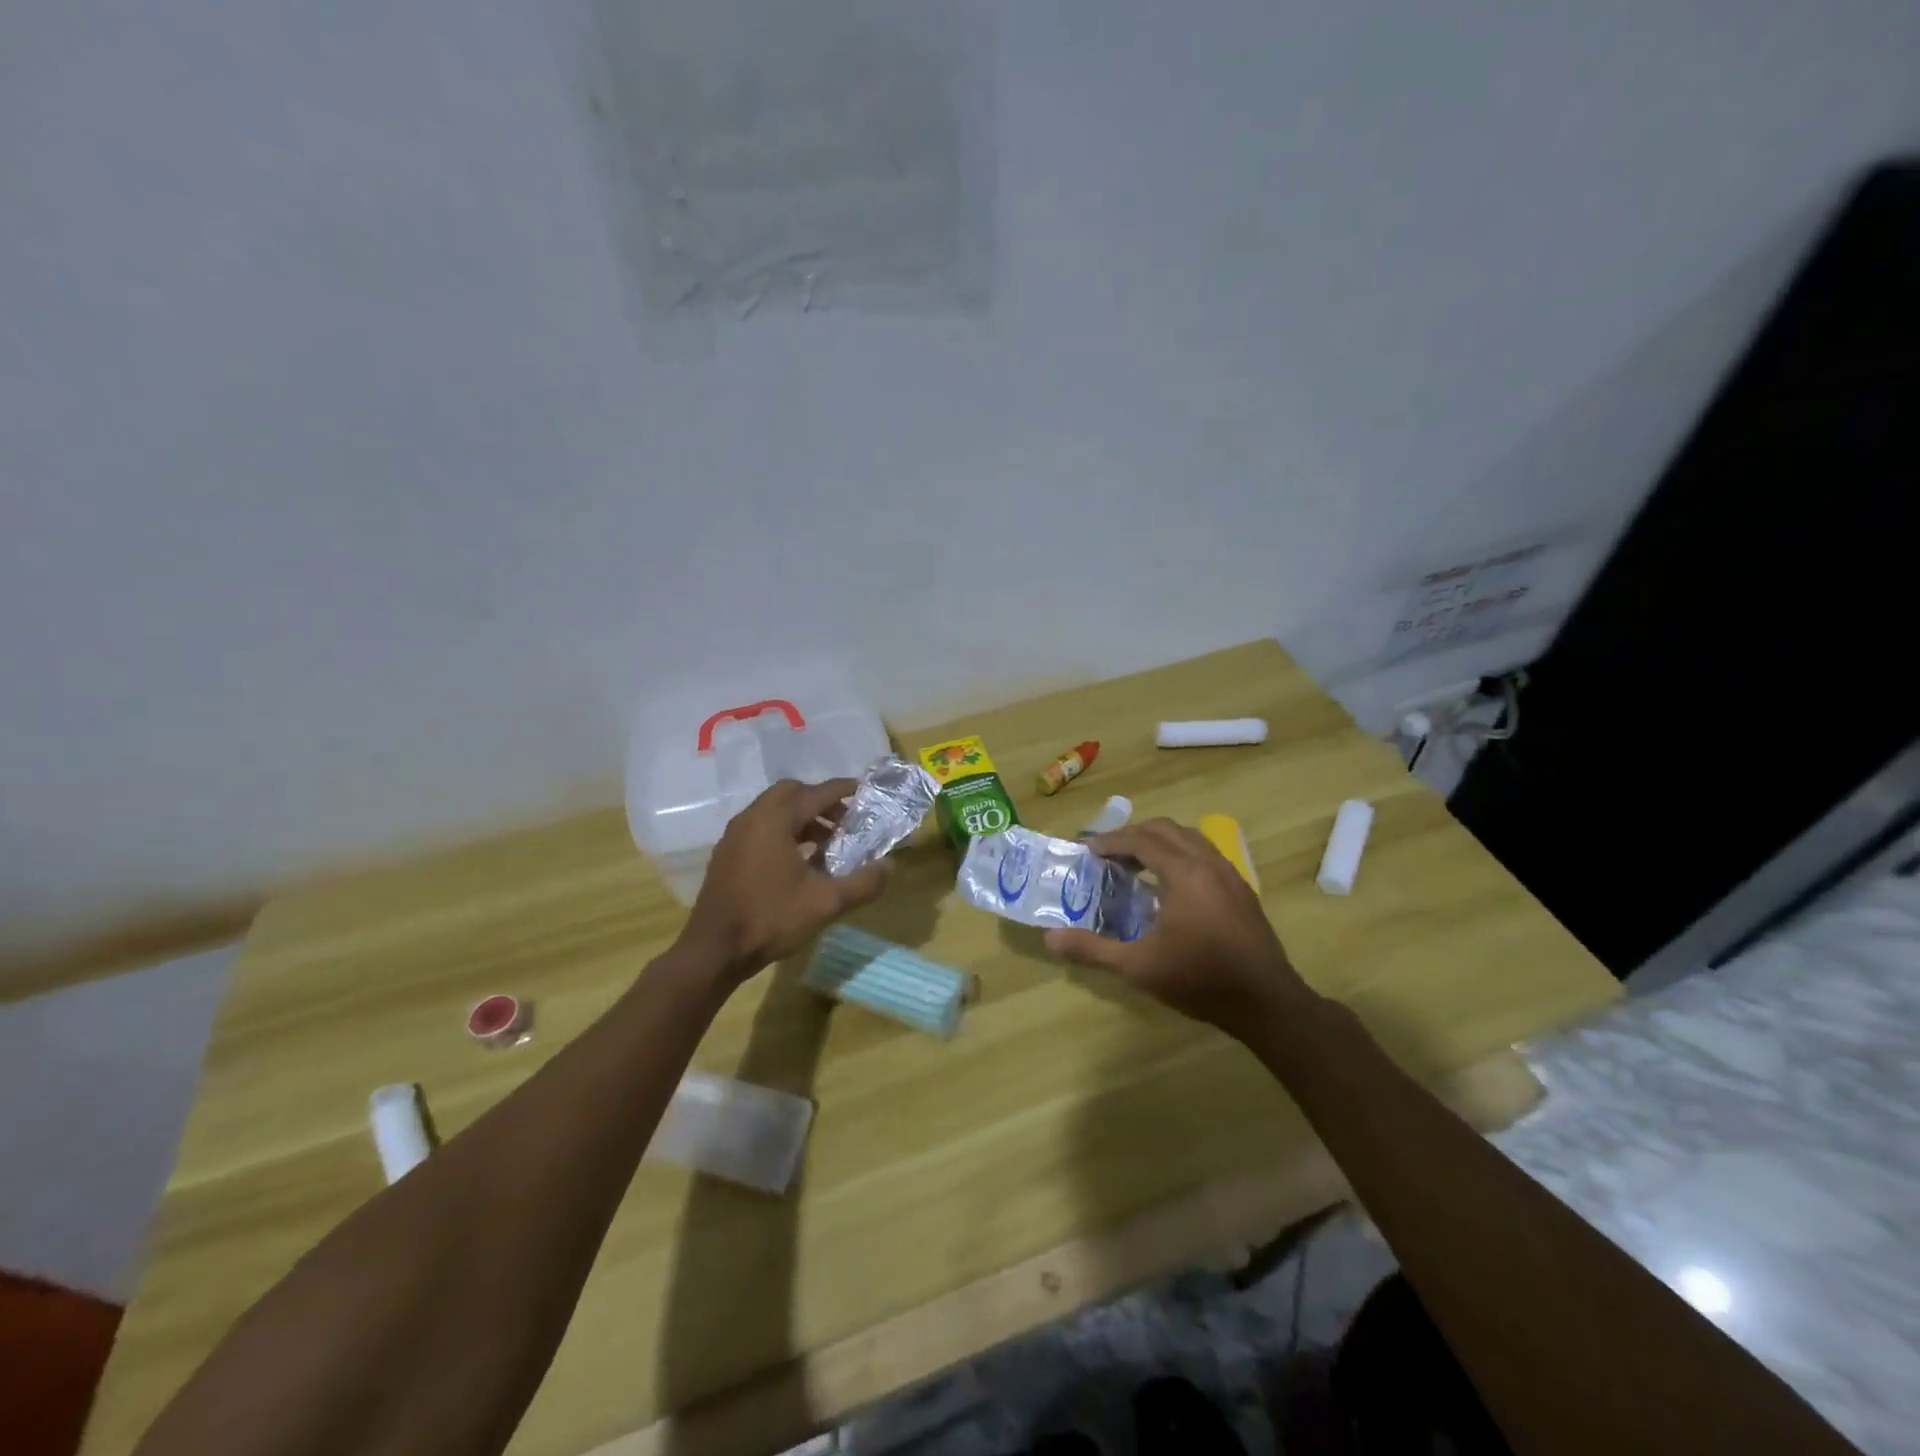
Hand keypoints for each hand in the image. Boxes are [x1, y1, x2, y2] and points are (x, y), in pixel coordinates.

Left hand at [681, 778, 890, 983]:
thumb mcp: (825, 903)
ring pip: (774, 810)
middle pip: (791, 793)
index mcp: (774, 820)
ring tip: (826, 844)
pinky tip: (798, 861)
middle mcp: (752, 818)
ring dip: (802, 818)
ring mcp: (735, 835)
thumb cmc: (770, 919)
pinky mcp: (727, 854)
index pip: (816, 793)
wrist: (713, 952)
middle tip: (844, 821)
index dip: (843, 790)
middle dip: (820, 801)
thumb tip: (890, 866)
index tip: (864, 791)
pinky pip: (760, 827)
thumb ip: (862, 883)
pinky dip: (783, 831)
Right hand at [1045, 818, 1315, 1039]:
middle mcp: (1209, 864)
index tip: (1088, 849)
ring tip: (1136, 865)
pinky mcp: (1242, 891)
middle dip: (1134, 836)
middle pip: (1167, 830)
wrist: (1266, 1003)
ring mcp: (1231, 876)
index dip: (1111, 841)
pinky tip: (1170, 887)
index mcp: (1185, 874)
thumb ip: (1092, 949)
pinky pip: (1206, 855)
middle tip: (1109, 854)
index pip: (1142, 840)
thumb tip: (1050, 939)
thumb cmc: (1199, 980)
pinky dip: (1181, 856)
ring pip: (1191, 839)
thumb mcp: (1138, 967)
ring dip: (1160, 843)